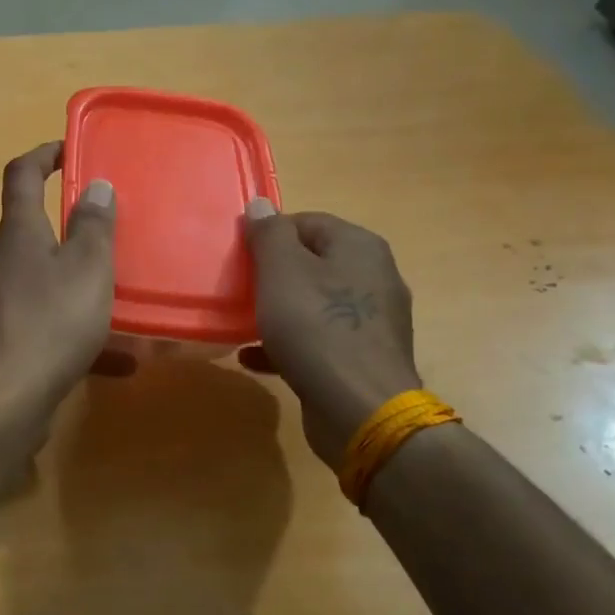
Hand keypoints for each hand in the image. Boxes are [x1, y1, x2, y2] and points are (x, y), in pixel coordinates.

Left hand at [0, 142, 116, 447]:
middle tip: (105, 236)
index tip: (68, 150)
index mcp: (16, 235)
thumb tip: (94, 184)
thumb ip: (93, 225)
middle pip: (29, 231)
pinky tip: (110, 360)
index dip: (43, 154)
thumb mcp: (87, 269)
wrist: (1, 403)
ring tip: (114, 301)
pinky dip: (69, 327)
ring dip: (72, 283)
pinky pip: (38, 320)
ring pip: (37, 280)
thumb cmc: (50, 324)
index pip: (21, 175)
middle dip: (66, 229)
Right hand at [239, 203, 421, 470]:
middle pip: (312, 262)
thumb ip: (269, 234)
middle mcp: (374, 277)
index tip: (240, 256)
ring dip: (278, 310)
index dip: (270, 234)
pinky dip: (288, 344)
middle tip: (240, 288)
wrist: (360, 409)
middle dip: (273, 274)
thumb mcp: (282, 271)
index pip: (307, 222)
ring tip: (242, 323)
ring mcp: (372, 320)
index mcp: (359, 247)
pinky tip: (255, 356)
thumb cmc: (316, 328)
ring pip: (314, 303)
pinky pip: (319, 340)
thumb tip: (261, 205)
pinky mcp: (362, 357)